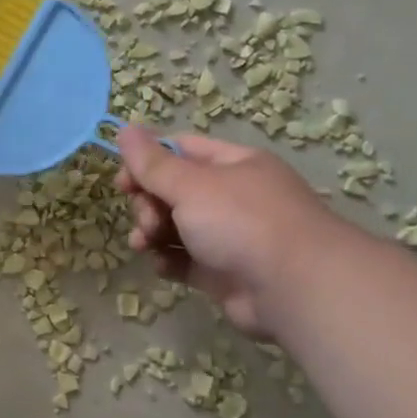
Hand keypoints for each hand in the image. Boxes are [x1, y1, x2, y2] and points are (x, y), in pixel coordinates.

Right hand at [116, 126, 348, 337]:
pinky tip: (162, 266)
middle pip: (173, 191)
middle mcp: (232, 197)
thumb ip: (152, 163)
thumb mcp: (191, 185)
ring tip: (144, 245)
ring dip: (151, 233)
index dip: (147, 162)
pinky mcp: (222, 272)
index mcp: (233, 165)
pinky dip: (169, 261)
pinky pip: (184, 260)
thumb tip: (124, 129)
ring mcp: (228, 236)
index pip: (181, 151)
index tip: (122, 182)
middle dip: (148, 205)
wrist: (294, 288)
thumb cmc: (242, 222)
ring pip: (175, 227)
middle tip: (147, 221)